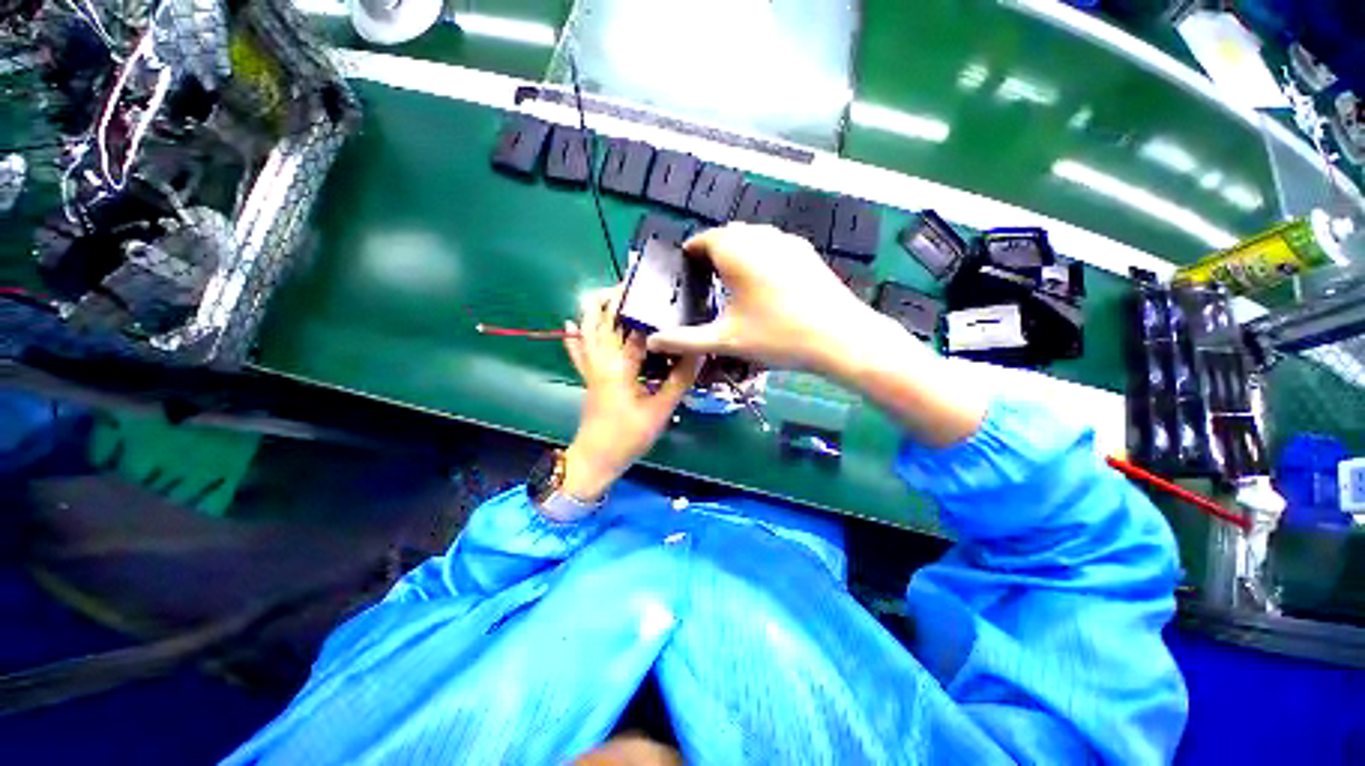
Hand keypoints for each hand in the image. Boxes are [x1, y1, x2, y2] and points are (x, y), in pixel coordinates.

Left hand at [561, 288, 700, 502]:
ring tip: (613, 294)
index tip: (662, 292)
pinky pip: (577, 350)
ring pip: (588, 330)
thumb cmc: (629, 437)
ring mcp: (591, 367)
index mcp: (620, 366)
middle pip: (603, 319)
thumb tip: (697, 354)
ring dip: (597, 309)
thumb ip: (679, 380)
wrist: (596, 459)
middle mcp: (602, 360)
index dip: (648, 309)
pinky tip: (571, 322)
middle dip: (616, 298)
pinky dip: (575, 335)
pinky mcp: (588, 376)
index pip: (634, 328)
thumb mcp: (660, 410)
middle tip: (637, 285)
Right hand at [644, 224, 895, 375]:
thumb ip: (686, 340)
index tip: (684, 271)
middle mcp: (760, 237)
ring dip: (737, 251)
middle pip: (727, 234)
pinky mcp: (806, 252)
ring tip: (731, 281)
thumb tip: (653, 342)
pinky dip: (759, 255)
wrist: (840, 337)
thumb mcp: (727, 340)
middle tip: (704, 280)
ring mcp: (787, 242)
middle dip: (712, 251)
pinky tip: (764, 283)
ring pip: (752, 237)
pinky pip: (773, 245)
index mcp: (736, 251)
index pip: (703, 239)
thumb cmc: (778, 336)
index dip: (689, 253)